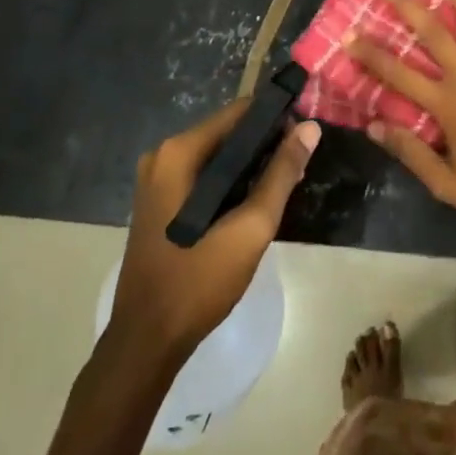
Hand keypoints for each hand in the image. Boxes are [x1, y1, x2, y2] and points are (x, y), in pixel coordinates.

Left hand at [112, 102, 321, 361]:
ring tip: (288, 183)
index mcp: (178, 153)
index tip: (306, 131)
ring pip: (217, 157)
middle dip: (266, 144)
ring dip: (251, 165)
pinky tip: (256, 202)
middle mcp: (162, 156)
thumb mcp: (250, 227)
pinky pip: (203, 177)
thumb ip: (281, 174)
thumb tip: (310, 128)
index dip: (276, 117)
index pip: (238, 112)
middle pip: (227, 133)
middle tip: (301, 164)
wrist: (146, 342)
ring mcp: (156, 180)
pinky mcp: (159, 202)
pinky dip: (230, 182)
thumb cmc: (198, 281)